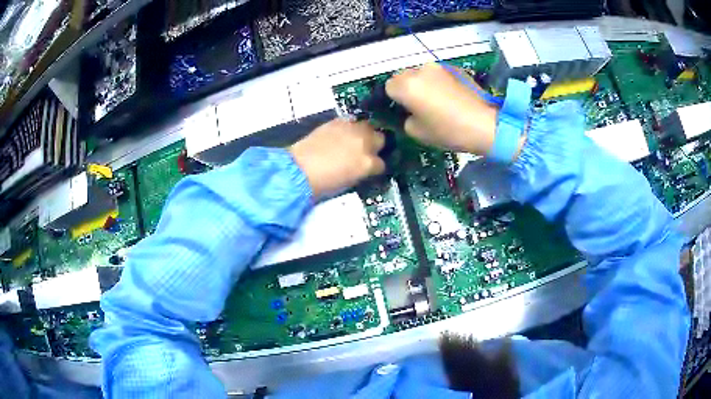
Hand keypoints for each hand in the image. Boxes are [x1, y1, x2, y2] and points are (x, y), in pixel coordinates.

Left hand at [289, 119, 385, 198]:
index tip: (370, 168)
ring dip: (364, 133)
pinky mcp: (338, 122)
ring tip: (354, 140)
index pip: (382, 163)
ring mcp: (351, 130)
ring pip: (368, 126)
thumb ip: (362, 171)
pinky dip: (349, 127)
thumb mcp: (350, 182)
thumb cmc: (324, 184)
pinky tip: (342, 134)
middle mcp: (364, 143)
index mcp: (368, 164)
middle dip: (374, 145)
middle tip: (365, 151)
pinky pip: (351, 121)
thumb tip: (365, 167)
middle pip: (380, 139)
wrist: (300, 170)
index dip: (375, 166)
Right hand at [386, 63, 517, 156]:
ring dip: (424, 83)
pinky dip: (440, 82)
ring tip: (438, 100)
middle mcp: (420, 70)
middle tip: (420, 105)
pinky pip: (439, 73)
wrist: (485, 124)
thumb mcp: (417, 133)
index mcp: (407, 85)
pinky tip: (452, 96)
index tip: (404, 109)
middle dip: (407, 88)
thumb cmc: (449, 131)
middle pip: (403, 76)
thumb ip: (405, 118)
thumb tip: (408, 111)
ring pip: (422, 73)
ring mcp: (439, 66)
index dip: (394, 99)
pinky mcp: (455, 68)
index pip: (388, 86)